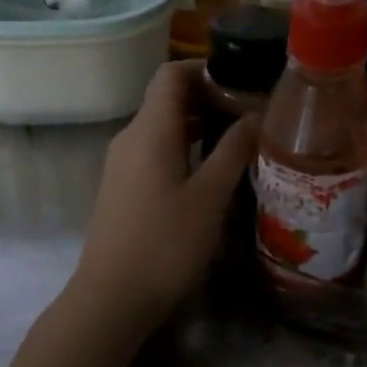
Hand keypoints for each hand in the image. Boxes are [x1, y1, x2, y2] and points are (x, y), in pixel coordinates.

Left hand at [70, 60, 257, 331]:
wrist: (112, 297)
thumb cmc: (166, 244)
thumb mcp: (210, 197)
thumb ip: (234, 150)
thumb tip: (255, 115)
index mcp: (150, 130)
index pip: (171, 74)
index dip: (206, 68)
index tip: (242, 81)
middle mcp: (130, 138)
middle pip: (166, 98)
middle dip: (208, 97)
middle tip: (250, 112)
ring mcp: (122, 164)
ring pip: (161, 126)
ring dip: (198, 124)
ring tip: (238, 139)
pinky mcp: (123, 187)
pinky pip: (154, 150)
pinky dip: (183, 147)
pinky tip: (210, 170)